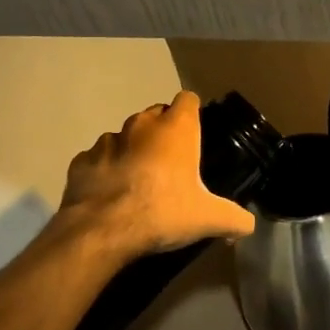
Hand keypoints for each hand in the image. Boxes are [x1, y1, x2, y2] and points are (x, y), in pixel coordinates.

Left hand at [59, 91, 255, 262]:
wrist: (103, 230)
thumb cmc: (163, 212)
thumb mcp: (210, 219)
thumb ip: (235, 219)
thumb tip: (247, 226)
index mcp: (175, 129)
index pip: (188, 100)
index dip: (193, 114)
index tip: (196, 135)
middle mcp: (140, 125)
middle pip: (155, 116)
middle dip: (163, 133)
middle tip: (172, 165)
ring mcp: (106, 141)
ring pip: (124, 137)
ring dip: (133, 152)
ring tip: (139, 182)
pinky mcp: (81, 161)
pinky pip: (97, 160)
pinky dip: (105, 171)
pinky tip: (111, 194)